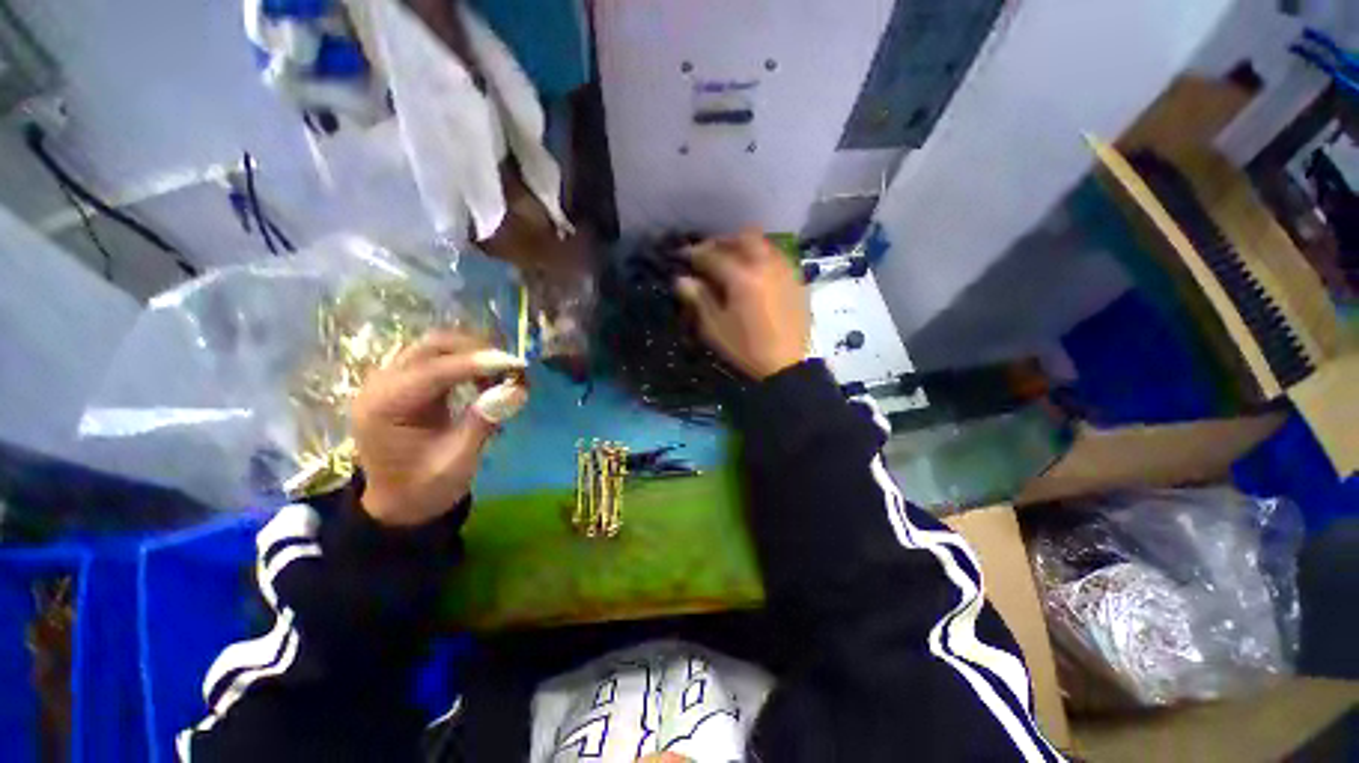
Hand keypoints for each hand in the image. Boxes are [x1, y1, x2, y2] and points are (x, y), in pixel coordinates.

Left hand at [351, 330, 527, 525]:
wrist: (399, 505)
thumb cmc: (425, 488)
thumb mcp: (457, 461)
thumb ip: (483, 422)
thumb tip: (517, 390)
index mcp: (383, 407)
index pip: (433, 370)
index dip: (477, 363)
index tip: (516, 364)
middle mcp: (380, 386)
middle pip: (431, 347)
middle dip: (475, 351)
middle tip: (510, 368)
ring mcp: (390, 382)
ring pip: (435, 347)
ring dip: (472, 354)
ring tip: (500, 374)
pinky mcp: (404, 384)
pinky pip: (437, 359)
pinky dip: (465, 362)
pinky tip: (483, 379)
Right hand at [674, 227, 809, 380]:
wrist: (785, 366)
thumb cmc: (745, 349)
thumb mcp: (715, 328)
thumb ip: (698, 299)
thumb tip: (682, 279)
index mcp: (742, 277)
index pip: (713, 255)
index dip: (694, 253)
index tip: (682, 256)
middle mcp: (766, 265)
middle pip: (743, 237)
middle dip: (722, 242)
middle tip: (709, 254)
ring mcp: (785, 270)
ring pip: (763, 243)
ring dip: (743, 245)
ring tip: (731, 261)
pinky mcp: (796, 280)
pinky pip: (777, 256)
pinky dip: (762, 257)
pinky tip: (754, 273)